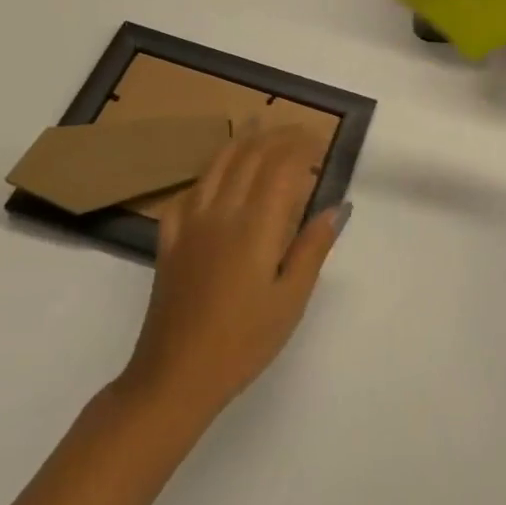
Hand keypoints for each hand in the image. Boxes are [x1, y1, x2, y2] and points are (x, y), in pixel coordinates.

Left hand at [120, 122, 348, 419]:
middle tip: (297, 131)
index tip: (319, 140)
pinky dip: (205, 176)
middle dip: (276, 136)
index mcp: (256, 225)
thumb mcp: (291, 300)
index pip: (282, 166)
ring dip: (241, 141)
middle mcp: (223, 212)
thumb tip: (336, 208)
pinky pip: (187, 194)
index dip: (301, 146)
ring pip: (217, 166)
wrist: (174, 378)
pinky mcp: (170, 241)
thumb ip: (313, 249)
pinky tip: (212, 179)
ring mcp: (191, 224)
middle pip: (250, 156)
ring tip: (256, 127)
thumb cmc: (243, 342)